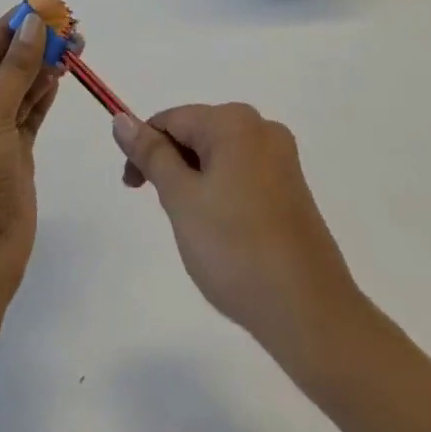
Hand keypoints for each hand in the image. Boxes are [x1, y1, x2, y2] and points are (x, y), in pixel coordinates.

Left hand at [0, 13, 60, 305]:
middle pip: (2, 67)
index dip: (11, 26)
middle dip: (32, 45)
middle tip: (68, 24)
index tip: (41, 4)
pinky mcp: (11, 156)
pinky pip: (29, 114)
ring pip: (18, 89)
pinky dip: (43, 94)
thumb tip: (33, 23)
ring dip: (43, 67)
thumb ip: (16, 68)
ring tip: (74, 43)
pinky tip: (60, 74)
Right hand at [113, 103, 360, 350]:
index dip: (145, 150)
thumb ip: (151, 155)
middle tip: (169, 214)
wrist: (309, 313)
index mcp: (234, 121)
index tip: (133, 189)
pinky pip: (244, 176)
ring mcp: (283, 159)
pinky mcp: (294, 190)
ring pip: (219, 158)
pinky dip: (223, 196)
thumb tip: (121, 118)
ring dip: (197, 184)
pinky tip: (225, 236)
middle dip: (173, 167)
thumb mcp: (181, 199)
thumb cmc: (235, 249)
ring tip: (198, 231)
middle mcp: (262, 128)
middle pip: (197, 134)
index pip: (172, 120)